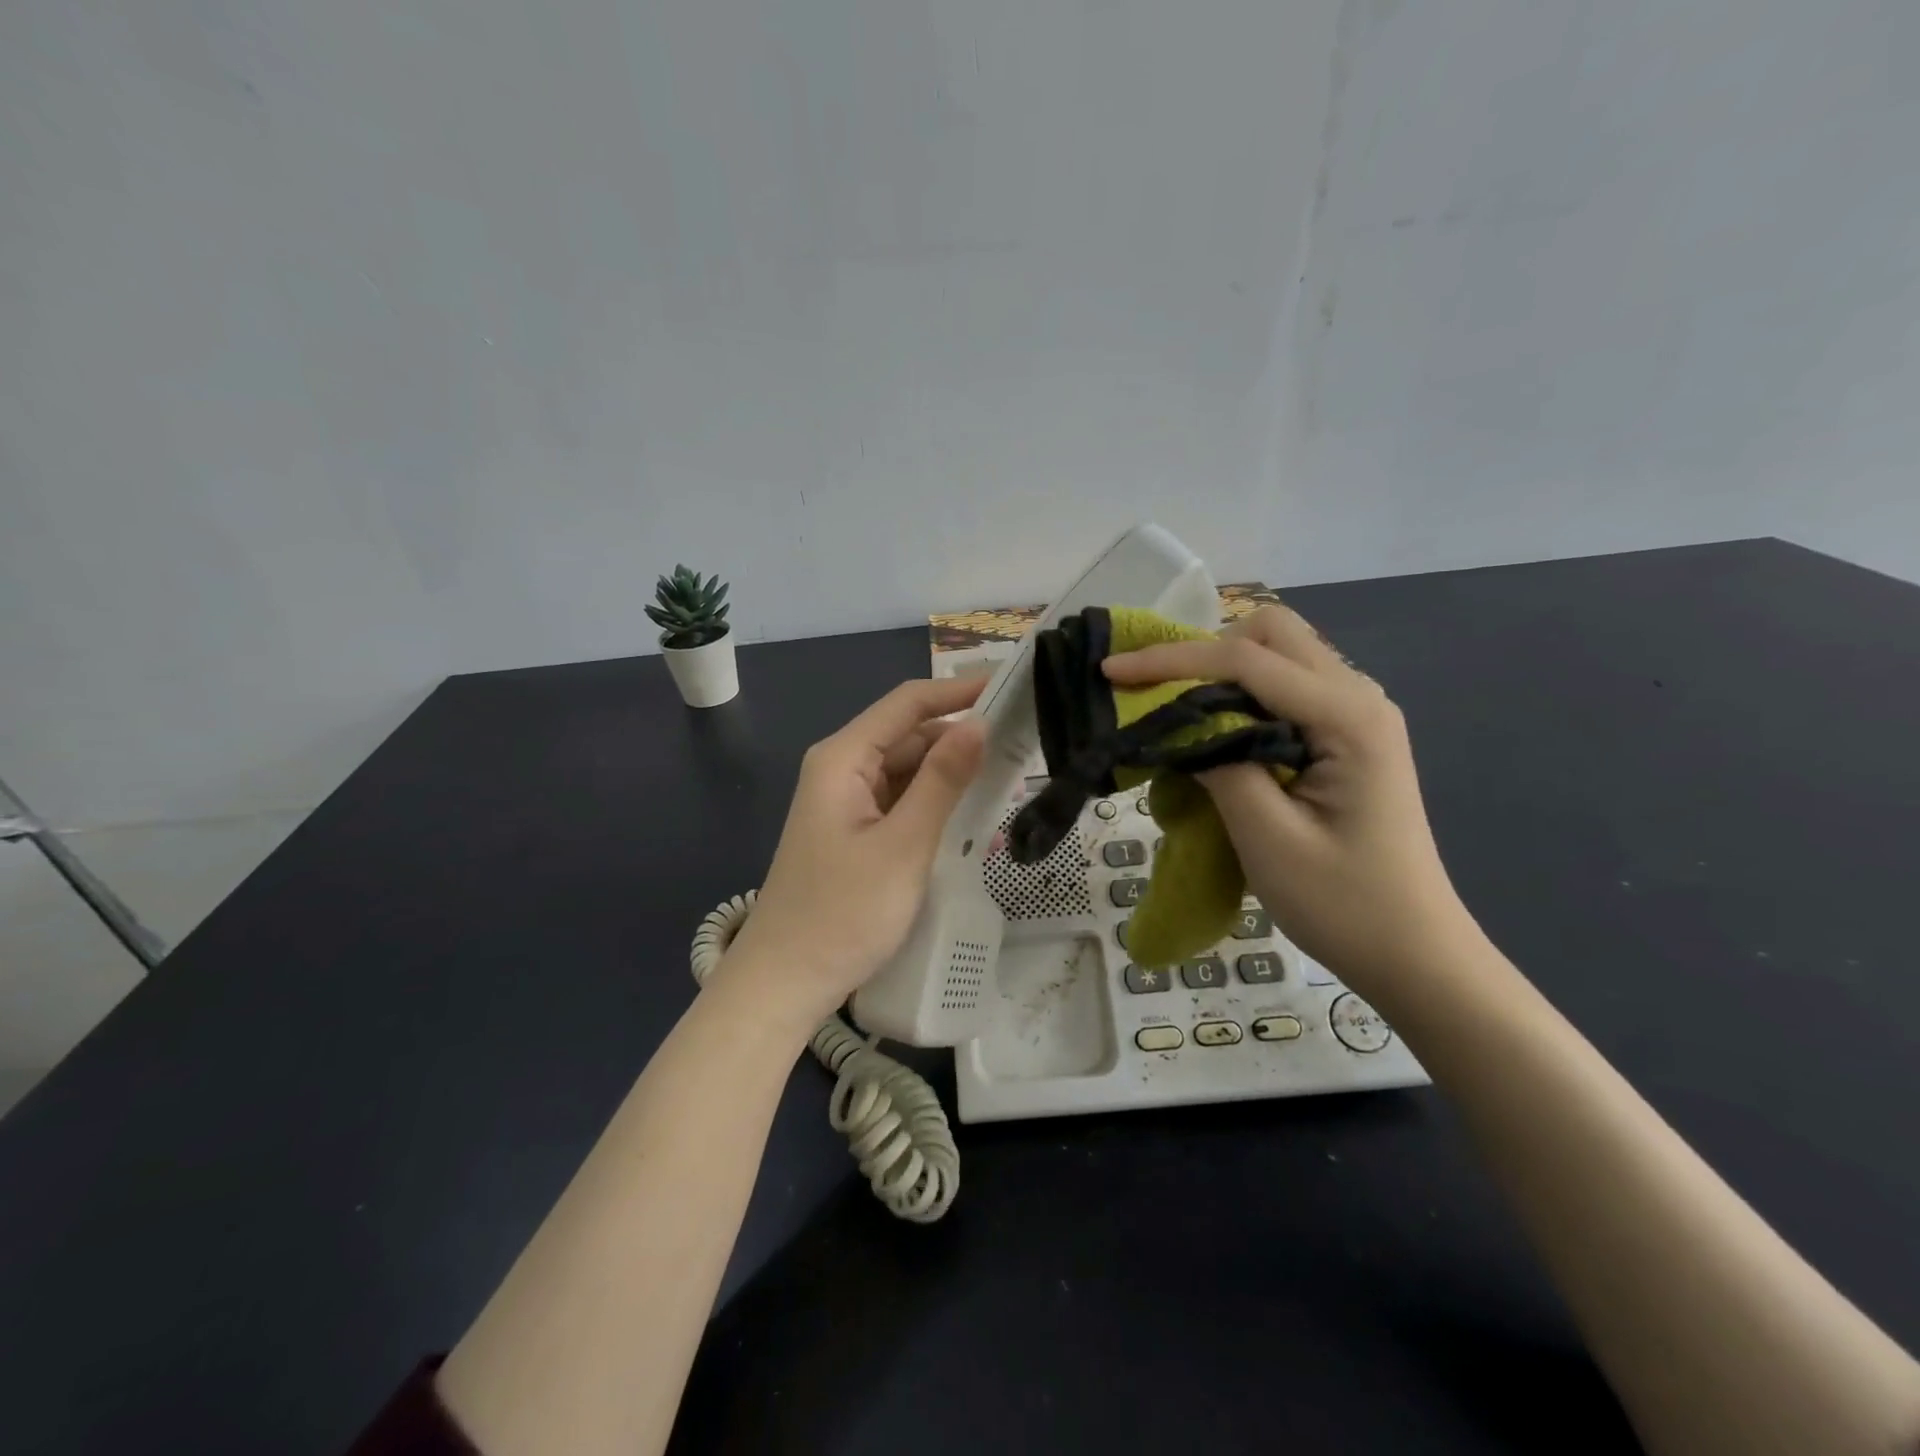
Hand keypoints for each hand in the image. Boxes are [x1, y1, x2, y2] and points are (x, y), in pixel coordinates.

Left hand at [713, 677, 987, 1030]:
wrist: (786, 983)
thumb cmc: (843, 913)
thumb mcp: (903, 845)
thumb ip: (942, 781)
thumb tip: (978, 723)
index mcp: (843, 759)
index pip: (907, 703)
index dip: (958, 691)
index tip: (1010, 688)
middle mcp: (841, 770)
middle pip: (908, 735)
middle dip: (960, 736)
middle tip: (1020, 746)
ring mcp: (846, 803)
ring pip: (907, 770)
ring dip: (950, 773)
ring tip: (1007, 777)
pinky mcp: (854, 832)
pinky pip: (900, 801)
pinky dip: (933, 803)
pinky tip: (970, 814)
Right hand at [1103, 605, 1475, 989]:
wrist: (1414, 953)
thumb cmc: (1344, 904)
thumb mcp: (1268, 838)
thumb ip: (1219, 765)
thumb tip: (1177, 723)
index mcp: (1347, 716)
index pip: (1245, 660)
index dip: (1171, 660)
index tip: (1111, 671)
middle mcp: (1358, 696)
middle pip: (1271, 633)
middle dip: (1202, 649)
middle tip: (1155, 691)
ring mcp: (1357, 714)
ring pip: (1279, 654)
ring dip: (1221, 668)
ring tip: (1173, 707)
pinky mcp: (1346, 735)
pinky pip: (1287, 687)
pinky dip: (1241, 693)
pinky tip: (1215, 728)